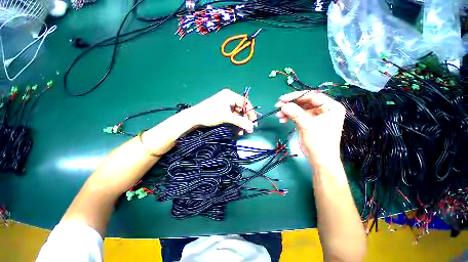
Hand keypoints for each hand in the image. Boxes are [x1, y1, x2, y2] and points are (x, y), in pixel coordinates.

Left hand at [184, 89, 256, 133]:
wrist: (194, 118)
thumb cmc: (210, 114)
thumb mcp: (226, 117)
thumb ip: (239, 121)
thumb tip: (251, 128)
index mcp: (230, 95)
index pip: (245, 102)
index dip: (251, 113)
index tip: (254, 122)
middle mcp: (229, 99)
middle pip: (242, 110)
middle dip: (245, 120)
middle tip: (248, 130)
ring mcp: (226, 106)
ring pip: (237, 115)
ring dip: (240, 123)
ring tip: (242, 132)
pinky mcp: (223, 112)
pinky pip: (232, 117)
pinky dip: (235, 124)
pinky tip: (237, 130)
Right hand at [275, 91, 344, 166]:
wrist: (319, 159)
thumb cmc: (319, 142)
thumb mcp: (307, 125)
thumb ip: (295, 113)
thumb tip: (283, 105)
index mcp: (330, 107)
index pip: (312, 96)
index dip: (296, 96)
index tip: (283, 99)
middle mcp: (323, 109)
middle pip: (304, 102)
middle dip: (290, 104)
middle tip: (278, 106)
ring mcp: (314, 116)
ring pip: (298, 109)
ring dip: (287, 111)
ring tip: (278, 115)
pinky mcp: (307, 122)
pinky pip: (296, 116)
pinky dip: (288, 117)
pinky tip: (282, 119)